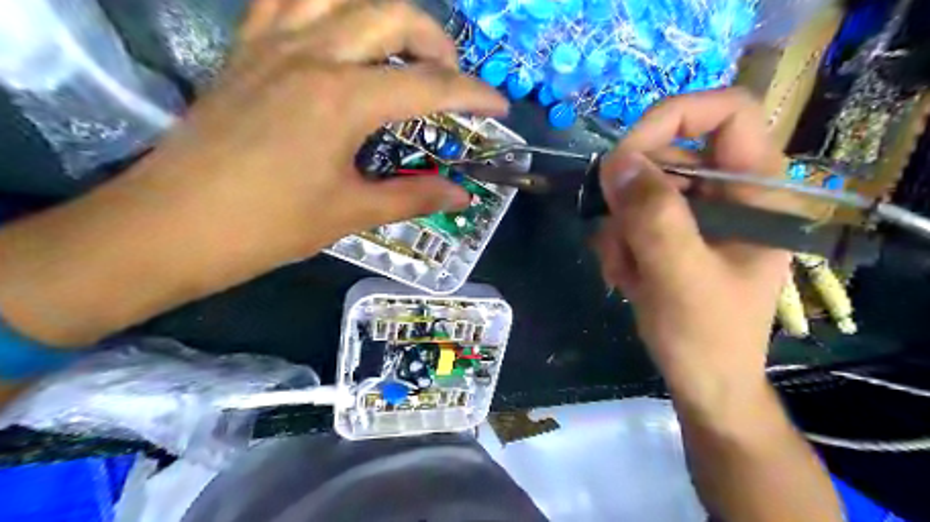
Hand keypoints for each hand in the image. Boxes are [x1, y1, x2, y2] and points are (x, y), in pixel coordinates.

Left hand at [128, 0, 508, 277]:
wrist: (173, 226)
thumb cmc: (268, 226)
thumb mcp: (351, 212)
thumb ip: (414, 196)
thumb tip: (463, 195)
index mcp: (343, 99)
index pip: (429, 85)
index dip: (474, 95)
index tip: (499, 107)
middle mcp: (312, 54)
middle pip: (392, 16)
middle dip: (437, 43)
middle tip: (451, 80)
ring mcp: (272, 44)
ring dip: (384, 15)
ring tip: (401, 49)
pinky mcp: (245, 50)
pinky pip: (288, 0)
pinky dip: (325, 5)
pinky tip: (339, 33)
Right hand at [595, 89, 791, 404]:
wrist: (703, 383)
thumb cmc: (706, 338)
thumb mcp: (680, 278)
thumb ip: (653, 218)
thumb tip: (616, 162)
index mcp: (757, 193)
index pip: (727, 112)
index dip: (673, 117)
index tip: (625, 156)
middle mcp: (730, 194)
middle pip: (669, 154)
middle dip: (631, 198)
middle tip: (618, 239)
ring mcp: (699, 215)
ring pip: (641, 190)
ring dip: (620, 230)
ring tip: (626, 273)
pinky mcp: (675, 234)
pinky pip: (632, 217)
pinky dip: (619, 244)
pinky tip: (626, 277)